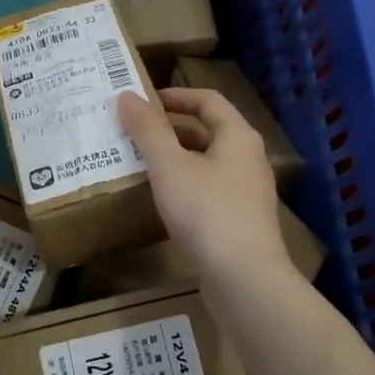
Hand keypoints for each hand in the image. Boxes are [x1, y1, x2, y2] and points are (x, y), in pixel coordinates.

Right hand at [118, 87, 290, 282]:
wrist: (245, 279)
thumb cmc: (207, 212)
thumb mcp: (170, 166)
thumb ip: (147, 129)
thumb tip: (126, 95)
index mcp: (238, 136)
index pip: (207, 100)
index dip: (175, 96)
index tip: (142, 102)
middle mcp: (248, 159)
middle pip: (207, 131)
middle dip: (169, 129)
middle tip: (133, 133)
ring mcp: (247, 192)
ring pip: (206, 163)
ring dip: (175, 158)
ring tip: (140, 163)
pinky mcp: (240, 221)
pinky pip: (208, 190)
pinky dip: (183, 185)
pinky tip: (161, 200)